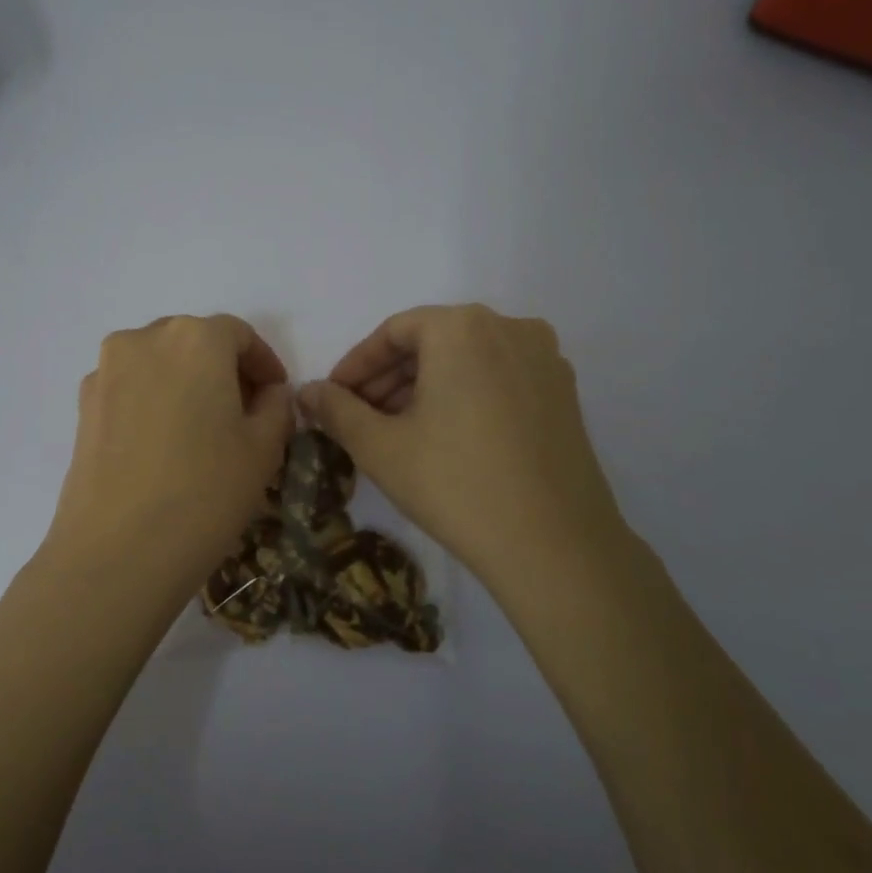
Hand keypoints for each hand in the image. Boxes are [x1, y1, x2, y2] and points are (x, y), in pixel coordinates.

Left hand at [43, 314, 293, 612]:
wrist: (118, 551)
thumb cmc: (206, 492)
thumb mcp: (264, 449)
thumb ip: (276, 406)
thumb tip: (269, 393)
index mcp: (195, 338)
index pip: (239, 334)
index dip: (263, 363)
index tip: (276, 395)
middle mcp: (144, 339)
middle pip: (194, 341)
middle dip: (223, 369)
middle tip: (243, 412)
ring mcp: (106, 371)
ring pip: (159, 363)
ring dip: (186, 383)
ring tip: (202, 430)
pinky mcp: (83, 405)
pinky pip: (130, 388)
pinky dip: (153, 401)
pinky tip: (163, 445)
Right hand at [300, 304, 625, 590]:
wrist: (555, 545)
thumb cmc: (455, 484)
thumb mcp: (380, 446)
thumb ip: (336, 410)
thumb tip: (307, 391)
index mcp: (462, 327)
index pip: (394, 332)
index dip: (356, 366)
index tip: (332, 398)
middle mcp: (509, 327)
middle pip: (433, 342)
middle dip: (389, 378)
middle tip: (359, 418)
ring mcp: (544, 360)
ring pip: (467, 361)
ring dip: (425, 388)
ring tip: (397, 432)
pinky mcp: (564, 394)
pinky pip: (499, 379)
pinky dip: (465, 396)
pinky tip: (447, 438)